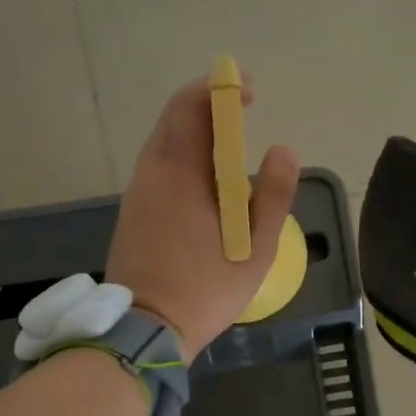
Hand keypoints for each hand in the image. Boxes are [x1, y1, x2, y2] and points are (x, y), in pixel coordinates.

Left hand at [107, 73, 299, 359]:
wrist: (145, 326)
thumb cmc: (207, 289)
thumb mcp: (256, 249)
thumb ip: (273, 196)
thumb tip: (283, 150)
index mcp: (184, 174)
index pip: (195, 107)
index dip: (221, 88)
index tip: (247, 88)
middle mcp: (153, 172)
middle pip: (174, 116)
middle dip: (206, 100)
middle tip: (239, 104)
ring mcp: (138, 191)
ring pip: (162, 139)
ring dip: (192, 126)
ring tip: (226, 136)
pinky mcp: (132, 210)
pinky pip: (156, 163)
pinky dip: (180, 150)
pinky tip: (201, 172)